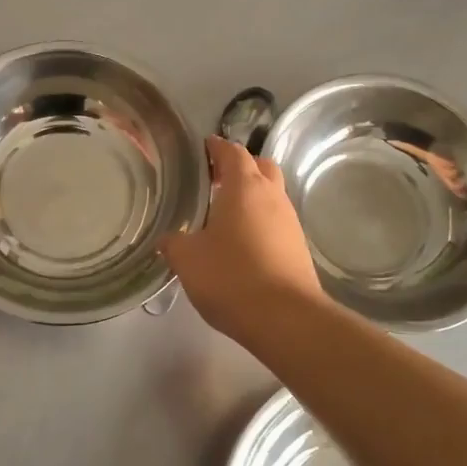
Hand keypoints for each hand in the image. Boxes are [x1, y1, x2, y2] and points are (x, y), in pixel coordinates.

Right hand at [160, 135, 325, 346]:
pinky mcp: (298, 247)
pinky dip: (260, 222)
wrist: (286, 318)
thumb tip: (168, 238)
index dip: (217, 147)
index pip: (232, 152)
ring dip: (252, 197)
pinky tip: (241, 244)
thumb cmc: (231, 277)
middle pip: (260, 167)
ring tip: (224, 215)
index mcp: (244, 187)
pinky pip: (277, 222)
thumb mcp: (188, 259)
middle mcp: (272, 196)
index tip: (202, 149)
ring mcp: (290, 222)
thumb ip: (174, 243)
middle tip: (215, 181)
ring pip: (272, 195)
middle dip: (240, 167)